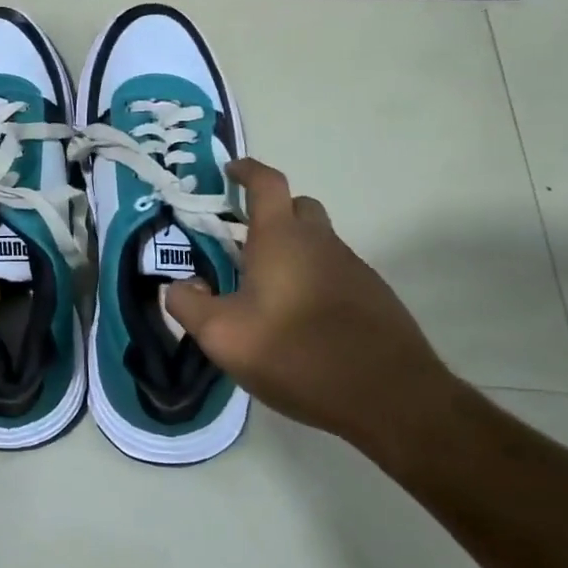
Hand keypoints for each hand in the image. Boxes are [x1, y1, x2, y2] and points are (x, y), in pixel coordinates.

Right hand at [165, 158, 457, 452]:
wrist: (389, 397)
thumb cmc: (297, 354)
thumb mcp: (222, 336)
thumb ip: (188, 305)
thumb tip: (177, 285)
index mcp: (281, 238)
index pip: (266, 182)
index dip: (247, 170)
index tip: (230, 171)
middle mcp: (320, 242)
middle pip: (297, 207)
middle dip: (270, 213)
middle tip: (243, 243)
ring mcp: (353, 268)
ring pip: (317, 242)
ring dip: (292, 252)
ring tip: (267, 292)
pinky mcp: (374, 297)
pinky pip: (335, 272)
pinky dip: (314, 280)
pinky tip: (302, 321)